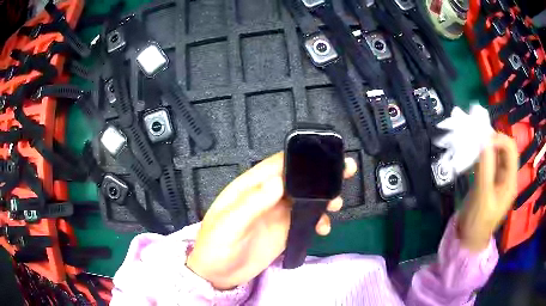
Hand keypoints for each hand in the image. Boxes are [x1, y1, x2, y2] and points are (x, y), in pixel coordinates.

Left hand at [186, 152, 356, 289]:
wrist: (218, 274)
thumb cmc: (216, 246)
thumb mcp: (229, 225)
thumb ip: (252, 203)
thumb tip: (278, 181)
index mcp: (251, 187)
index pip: (278, 164)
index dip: (302, 158)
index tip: (327, 157)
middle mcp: (267, 196)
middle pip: (298, 179)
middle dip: (321, 175)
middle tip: (346, 171)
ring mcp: (278, 213)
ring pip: (306, 198)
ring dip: (324, 197)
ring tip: (337, 204)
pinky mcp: (286, 230)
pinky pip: (307, 219)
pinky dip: (318, 220)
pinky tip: (324, 227)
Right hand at [458, 133, 517, 251]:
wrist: (469, 239)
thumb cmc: (478, 223)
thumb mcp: (483, 198)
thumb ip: (485, 170)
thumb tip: (484, 140)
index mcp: (510, 181)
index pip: (511, 150)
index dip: (499, 140)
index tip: (482, 141)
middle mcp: (506, 175)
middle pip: (504, 148)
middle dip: (492, 140)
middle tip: (476, 139)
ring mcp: (497, 177)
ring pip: (495, 152)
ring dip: (484, 145)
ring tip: (472, 144)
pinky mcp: (487, 179)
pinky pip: (486, 160)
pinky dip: (479, 154)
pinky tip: (470, 155)